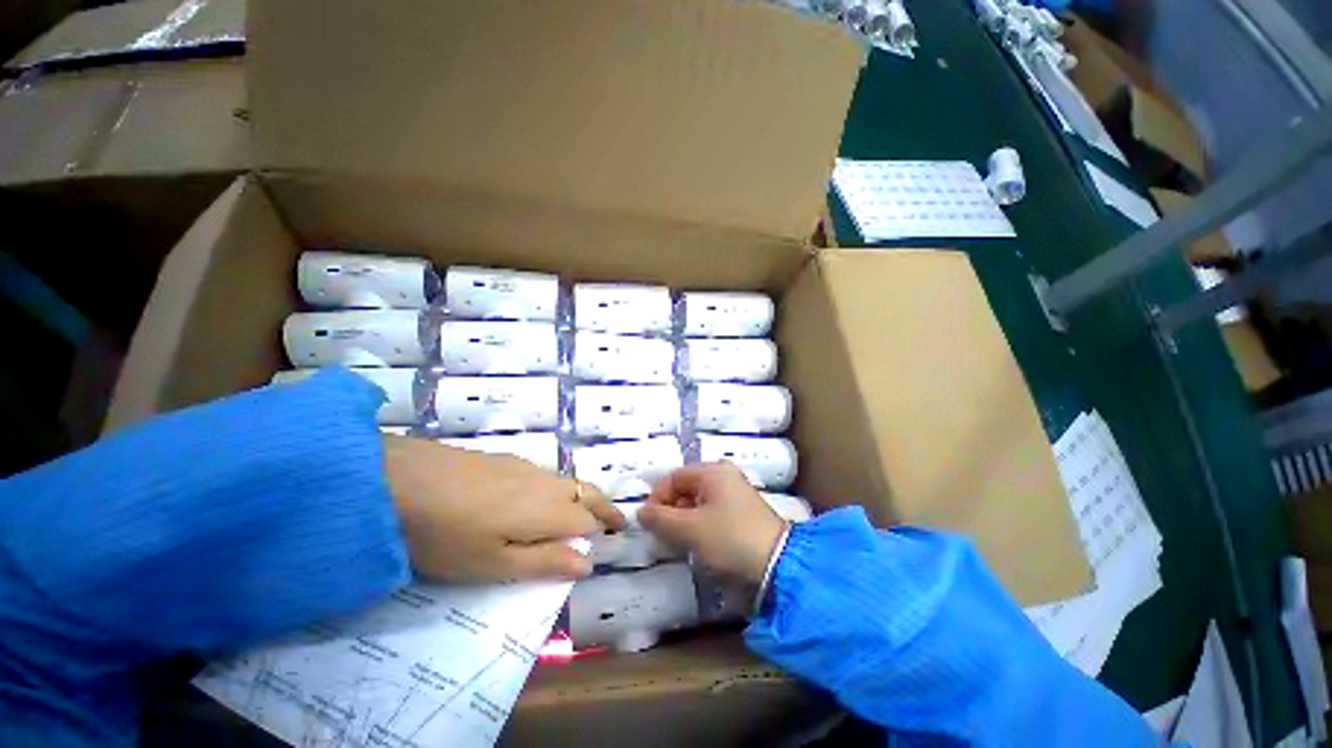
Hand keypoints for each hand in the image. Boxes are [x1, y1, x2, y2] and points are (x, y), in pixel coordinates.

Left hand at [383, 436, 625, 581]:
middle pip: (588, 492)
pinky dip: (557, 488)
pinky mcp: (507, 459)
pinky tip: (538, 498)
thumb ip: (545, 562)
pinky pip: (546, 475)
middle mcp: (548, 484)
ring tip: (580, 513)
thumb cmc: (448, 535)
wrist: (401, 480)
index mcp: (551, 511)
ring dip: (582, 496)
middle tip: (613, 521)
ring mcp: (527, 467)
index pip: (590, 520)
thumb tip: (588, 564)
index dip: (604, 529)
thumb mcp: (494, 563)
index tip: (614, 537)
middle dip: (604, 506)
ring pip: (567, 482)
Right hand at [638, 463, 785, 584]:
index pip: (674, 477)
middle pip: (686, 488)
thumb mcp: (689, 530)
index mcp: (713, 471)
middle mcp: (725, 476)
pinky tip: (698, 543)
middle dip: (670, 509)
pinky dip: (700, 525)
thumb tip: (640, 512)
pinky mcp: (744, 513)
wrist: (779, 566)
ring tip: (678, 541)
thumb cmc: (729, 539)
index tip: (648, 522)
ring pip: (699, 502)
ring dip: (684, 519)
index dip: (657, 497)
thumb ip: (660, 519)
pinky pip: (713, 512)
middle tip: (662, 533)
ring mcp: (736, 494)